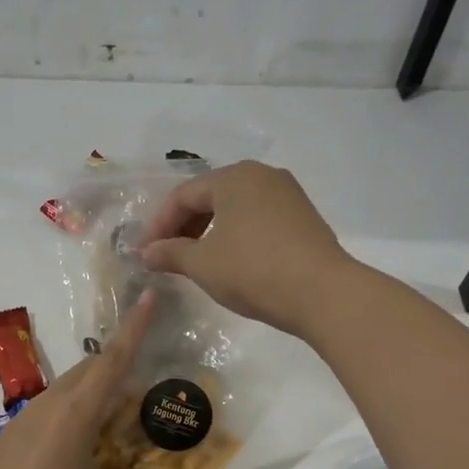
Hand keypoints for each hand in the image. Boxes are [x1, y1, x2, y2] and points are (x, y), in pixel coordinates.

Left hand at [0, 291, 155, 468]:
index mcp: (77, 410)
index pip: (113, 360)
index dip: (133, 328)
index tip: (147, 297)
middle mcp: (50, 404)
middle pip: (87, 371)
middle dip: (112, 367)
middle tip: (135, 383)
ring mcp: (24, 419)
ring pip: (65, 392)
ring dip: (89, 395)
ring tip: (108, 418)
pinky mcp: (8, 438)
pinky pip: (47, 414)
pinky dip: (68, 417)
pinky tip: (73, 445)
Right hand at [138, 161, 355, 335]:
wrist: (323, 293)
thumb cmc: (254, 271)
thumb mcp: (203, 264)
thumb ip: (170, 254)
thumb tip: (147, 253)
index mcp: (233, 177)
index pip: (183, 196)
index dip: (158, 225)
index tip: (145, 254)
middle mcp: (262, 175)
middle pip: (210, 197)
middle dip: (184, 227)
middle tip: (168, 257)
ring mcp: (287, 194)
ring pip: (235, 208)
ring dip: (210, 232)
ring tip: (196, 261)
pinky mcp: (303, 217)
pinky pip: (258, 218)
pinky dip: (236, 235)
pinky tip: (231, 260)